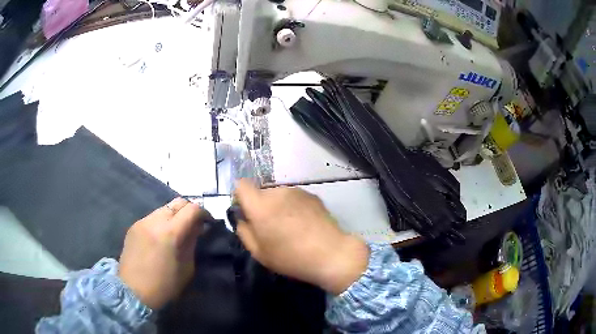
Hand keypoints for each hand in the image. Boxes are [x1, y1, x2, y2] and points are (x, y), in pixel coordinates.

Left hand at [118, 198, 208, 308]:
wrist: (133, 291)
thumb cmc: (165, 285)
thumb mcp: (186, 267)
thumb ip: (192, 243)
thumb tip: (197, 228)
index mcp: (170, 232)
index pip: (192, 209)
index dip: (204, 213)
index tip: (208, 223)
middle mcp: (155, 221)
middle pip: (178, 202)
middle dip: (189, 210)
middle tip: (194, 225)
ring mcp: (142, 221)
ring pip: (164, 208)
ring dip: (174, 216)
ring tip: (176, 231)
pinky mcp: (133, 226)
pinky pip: (152, 217)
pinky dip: (161, 222)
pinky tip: (161, 237)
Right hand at [234, 179, 368, 294]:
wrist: (331, 253)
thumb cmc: (291, 257)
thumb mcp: (259, 253)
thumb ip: (244, 232)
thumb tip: (242, 219)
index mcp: (260, 205)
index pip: (241, 185)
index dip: (240, 197)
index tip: (246, 213)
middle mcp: (277, 192)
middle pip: (261, 193)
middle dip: (261, 206)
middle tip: (271, 227)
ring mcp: (297, 191)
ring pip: (278, 195)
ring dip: (278, 207)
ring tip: (290, 227)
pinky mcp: (312, 195)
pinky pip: (294, 198)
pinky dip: (294, 207)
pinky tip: (304, 225)